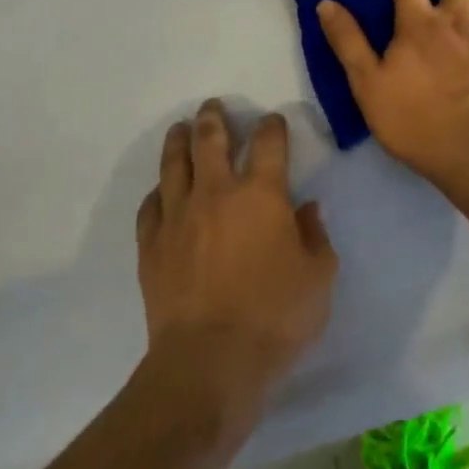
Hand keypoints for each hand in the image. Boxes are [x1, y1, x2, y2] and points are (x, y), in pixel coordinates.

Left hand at [136, 101, 337, 417]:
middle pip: (211, 140)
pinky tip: (160, 191)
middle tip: (213, 106)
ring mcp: (178, 216)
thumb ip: (316, 237)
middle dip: (214, 118)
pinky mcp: (151, 244)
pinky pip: (150, 205)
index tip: (272, 122)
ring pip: (174, 164)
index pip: (268, 144)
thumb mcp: (318, 278)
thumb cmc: (274, 318)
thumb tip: (307, 209)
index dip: (272, 127)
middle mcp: (216, 193)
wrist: (209, 362)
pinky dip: (157, 192)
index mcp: (261, 195)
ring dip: (179, 140)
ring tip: (181, 128)